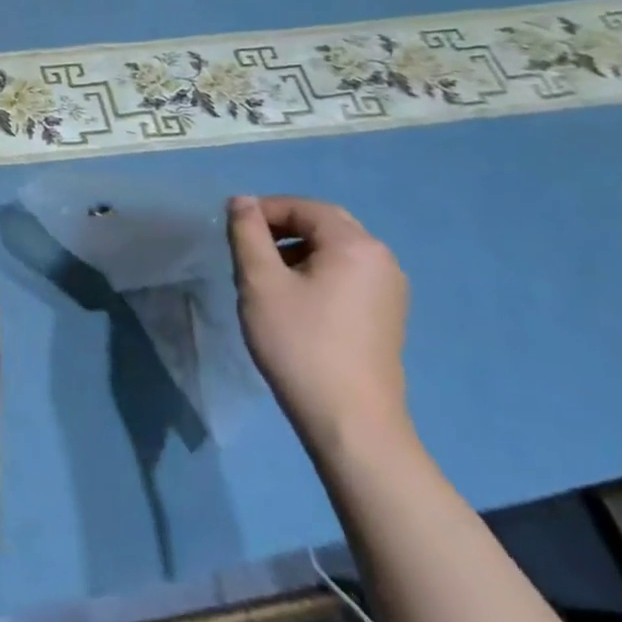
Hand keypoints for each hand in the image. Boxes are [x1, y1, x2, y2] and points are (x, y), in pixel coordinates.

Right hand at [227, 196, 411, 458]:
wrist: (350, 421)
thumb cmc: (299, 342)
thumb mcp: (260, 281)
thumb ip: (248, 233)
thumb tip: (242, 201)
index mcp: (355, 245)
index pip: (303, 207)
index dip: (263, 210)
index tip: (232, 230)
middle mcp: (382, 259)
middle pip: (325, 224)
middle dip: (281, 227)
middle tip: (247, 247)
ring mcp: (389, 289)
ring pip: (335, 250)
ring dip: (297, 250)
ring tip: (265, 276)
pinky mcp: (386, 314)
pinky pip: (347, 274)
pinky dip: (316, 271)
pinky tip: (293, 299)